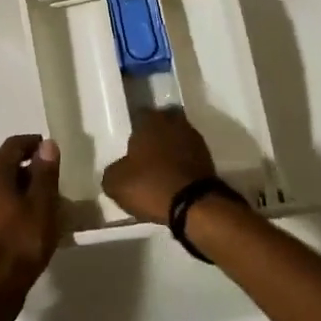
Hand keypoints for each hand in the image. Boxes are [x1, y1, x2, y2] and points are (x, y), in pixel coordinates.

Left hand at [0, 135, 61, 320]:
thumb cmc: (20, 242)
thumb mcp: (41, 205)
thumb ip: (45, 173)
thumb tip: (47, 144)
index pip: (12, 146)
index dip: (32, 142)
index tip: (51, 149)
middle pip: (7, 168)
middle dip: (32, 169)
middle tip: (55, 178)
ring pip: (5, 191)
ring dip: (26, 191)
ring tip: (50, 203)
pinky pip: (3, 210)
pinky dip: (19, 209)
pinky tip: (35, 225)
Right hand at [102, 108, 216, 225]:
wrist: (195, 205)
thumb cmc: (151, 185)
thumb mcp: (116, 183)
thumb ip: (112, 171)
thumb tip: (117, 170)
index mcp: (150, 121)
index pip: (139, 115)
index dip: (133, 130)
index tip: (129, 146)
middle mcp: (173, 122)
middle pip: (161, 124)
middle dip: (155, 136)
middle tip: (145, 155)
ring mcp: (194, 139)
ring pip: (177, 139)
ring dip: (171, 150)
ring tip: (160, 170)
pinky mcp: (208, 158)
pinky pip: (189, 156)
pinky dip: (182, 164)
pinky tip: (174, 180)